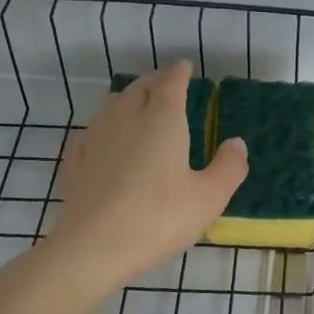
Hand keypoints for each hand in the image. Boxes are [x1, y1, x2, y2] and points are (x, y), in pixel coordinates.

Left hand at [50, 61, 247, 290]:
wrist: (93, 246)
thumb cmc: (159, 217)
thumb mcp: (209, 197)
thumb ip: (228, 167)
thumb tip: (236, 143)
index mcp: (162, 119)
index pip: (171, 83)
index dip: (179, 72)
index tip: (185, 67)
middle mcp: (126, 118)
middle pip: (139, 88)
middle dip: (154, 81)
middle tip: (164, 82)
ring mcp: (96, 138)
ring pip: (111, 106)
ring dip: (127, 99)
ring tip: (136, 105)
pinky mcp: (76, 162)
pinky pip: (91, 133)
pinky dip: (103, 128)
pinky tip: (104, 140)